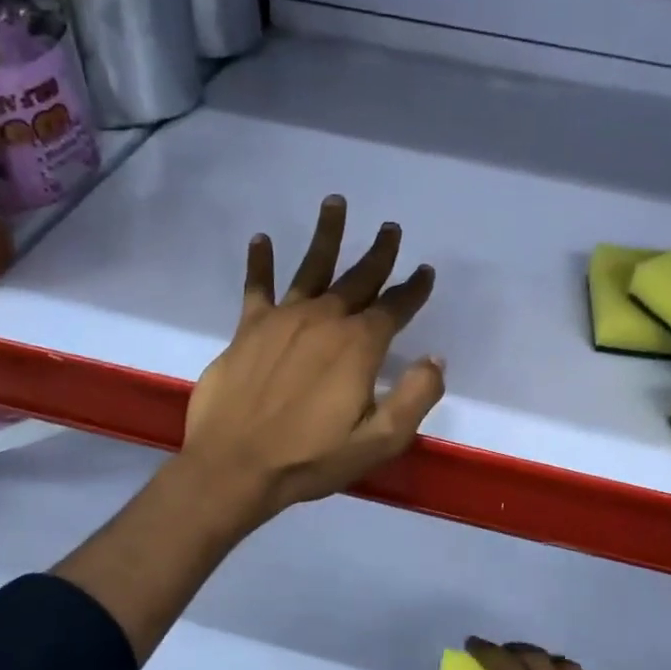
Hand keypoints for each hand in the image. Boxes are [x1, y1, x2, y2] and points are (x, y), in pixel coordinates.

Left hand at [182, 195, 443, 524]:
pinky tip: (261, 239)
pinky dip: (260, 262)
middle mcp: (324, 320)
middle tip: (391, 228)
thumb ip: (416, 396)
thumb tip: (435, 359)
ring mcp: (283, 320)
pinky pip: (257, 287)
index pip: (395, 308)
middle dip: (379, 254)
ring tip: (335, 202)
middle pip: (358, 279)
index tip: (425, 272)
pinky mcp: (248, 329)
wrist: (235, 466)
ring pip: (311, 267)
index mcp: (359, 346)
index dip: (413, 289)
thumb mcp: (380, 440)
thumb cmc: (311, 458)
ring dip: (327, 235)